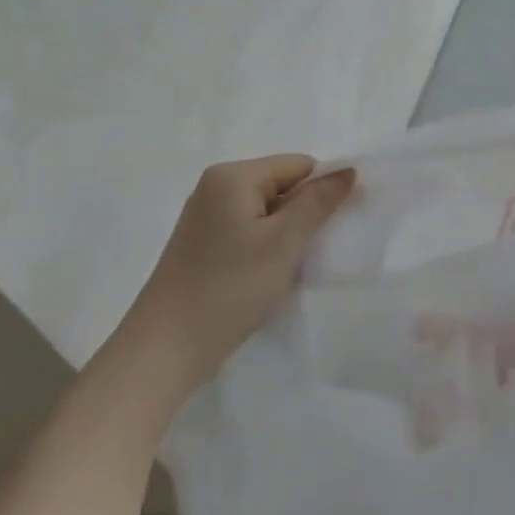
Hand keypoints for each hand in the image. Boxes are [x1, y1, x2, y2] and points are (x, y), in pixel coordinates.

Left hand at [126, 155, 355, 391]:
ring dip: (287, 233)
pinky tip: (268, 274)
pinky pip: (248, 229)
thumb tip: (350, 170)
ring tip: (291, 266)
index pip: (299, 165)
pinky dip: (266, 246)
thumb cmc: (229, 289)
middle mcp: (215, 186)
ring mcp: (205, 216)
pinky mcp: (202, 243)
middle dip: (305, 213)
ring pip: (267, 210)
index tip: (335, 228)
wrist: (165, 348)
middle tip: (314, 250)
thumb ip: (319, 202)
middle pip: (282, 185)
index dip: (324, 191)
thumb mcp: (283, 243)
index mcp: (233, 176)